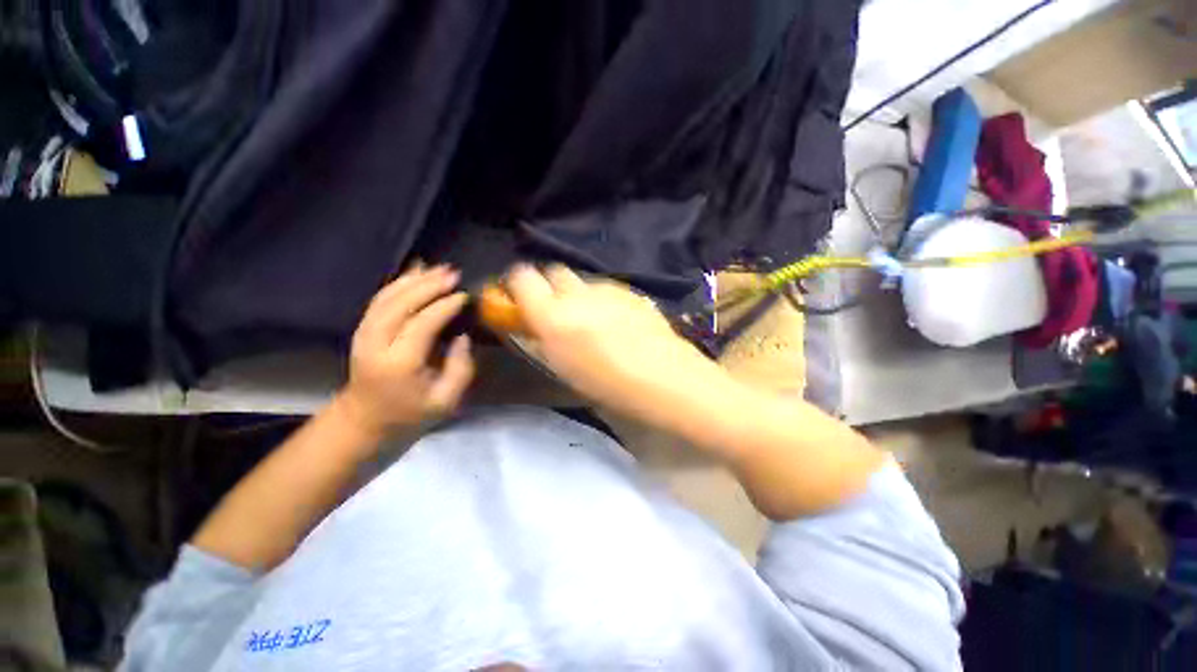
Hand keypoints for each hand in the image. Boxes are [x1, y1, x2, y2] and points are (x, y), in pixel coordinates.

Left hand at [333, 264, 474, 437]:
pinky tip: (414, 272)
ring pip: (387, 297)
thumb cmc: (409, 415)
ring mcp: (364, 335)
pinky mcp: (362, 330)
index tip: (464, 295)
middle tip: (453, 273)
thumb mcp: (445, 401)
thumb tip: (463, 337)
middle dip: (428, 285)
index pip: (422, 324)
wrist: (363, 422)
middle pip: (401, 303)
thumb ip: (460, 368)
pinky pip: (379, 300)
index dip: (444, 306)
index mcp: (399, 364)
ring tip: (438, 267)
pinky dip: (397, 283)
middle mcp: (376, 344)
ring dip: (413, 279)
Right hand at [505, 264, 718, 416]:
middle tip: (556, 309)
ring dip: (576, 293)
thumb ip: (540, 338)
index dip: (517, 284)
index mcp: (553, 315)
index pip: (522, 276)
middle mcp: (577, 294)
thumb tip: (528, 323)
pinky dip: (600, 298)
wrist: (664, 378)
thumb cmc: (608, 386)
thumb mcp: (562, 368)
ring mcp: (606, 289)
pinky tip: (615, 320)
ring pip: (581, 280)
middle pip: (553, 270)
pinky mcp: (629, 291)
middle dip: (548, 285)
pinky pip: (605, 288)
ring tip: (590, 318)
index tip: (520, 299)